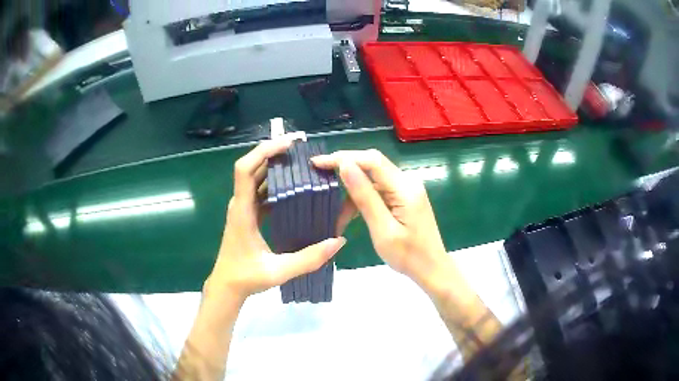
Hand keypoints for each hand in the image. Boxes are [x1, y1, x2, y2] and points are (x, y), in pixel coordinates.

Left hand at [205, 140, 345, 303]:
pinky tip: (294, 188)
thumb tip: (338, 241)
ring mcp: (243, 209)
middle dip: (274, 153)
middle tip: (301, 148)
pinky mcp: (248, 215)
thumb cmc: (246, 278)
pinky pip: (260, 192)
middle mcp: (240, 204)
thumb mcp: (278, 271)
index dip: (263, 151)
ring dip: (275, 166)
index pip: (245, 170)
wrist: (226, 286)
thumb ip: (309, 259)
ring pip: (257, 178)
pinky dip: (275, 184)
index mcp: (242, 211)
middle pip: (252, 167)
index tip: (287, 144)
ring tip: (301, 163)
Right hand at [312, 149, 450, 294]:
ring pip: (373, 180)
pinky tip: (351, 215)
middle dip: (344, 170)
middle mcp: (407, 182)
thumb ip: (364, 196)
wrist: (432, 269)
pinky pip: (379, 191)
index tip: (318, 163)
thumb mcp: (382, 229)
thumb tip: (345, 166)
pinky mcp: (404, 198)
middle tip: (319, 179)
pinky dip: (363, 200)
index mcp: (405, 188)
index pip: (371, 160)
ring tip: (336, 215)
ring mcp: (407, 189)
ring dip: (352, 193)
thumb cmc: (408, 256)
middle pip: (372, 165)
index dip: (343, 157)